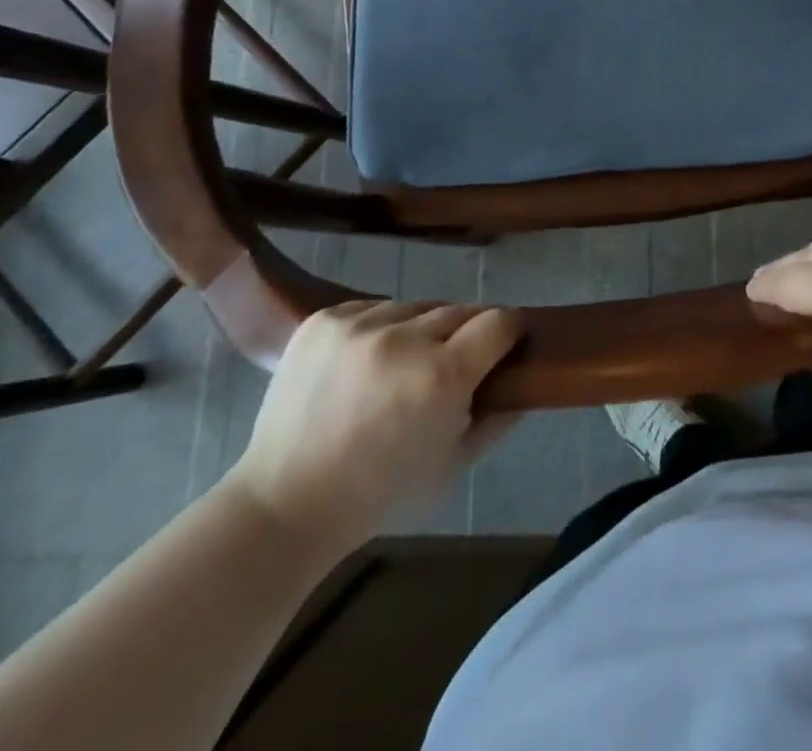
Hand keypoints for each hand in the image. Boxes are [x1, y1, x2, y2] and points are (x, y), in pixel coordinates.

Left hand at [222, 301, 522, 561]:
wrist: (284, 504)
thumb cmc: (379, 494)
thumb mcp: (453, 465)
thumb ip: (498, 418)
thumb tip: (527, 381)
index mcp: (441, 376)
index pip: (499, 321)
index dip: (510, 331)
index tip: (507, 344)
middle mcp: (403, 338)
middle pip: (460, 310)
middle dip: (465, 335)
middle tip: (451, 366)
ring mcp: (358, 324)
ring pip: (416, 307)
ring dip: (420, 329)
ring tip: (401, 366)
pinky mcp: (324, 319)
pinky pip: (373, 307)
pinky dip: (380, 328)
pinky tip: (366, 362)